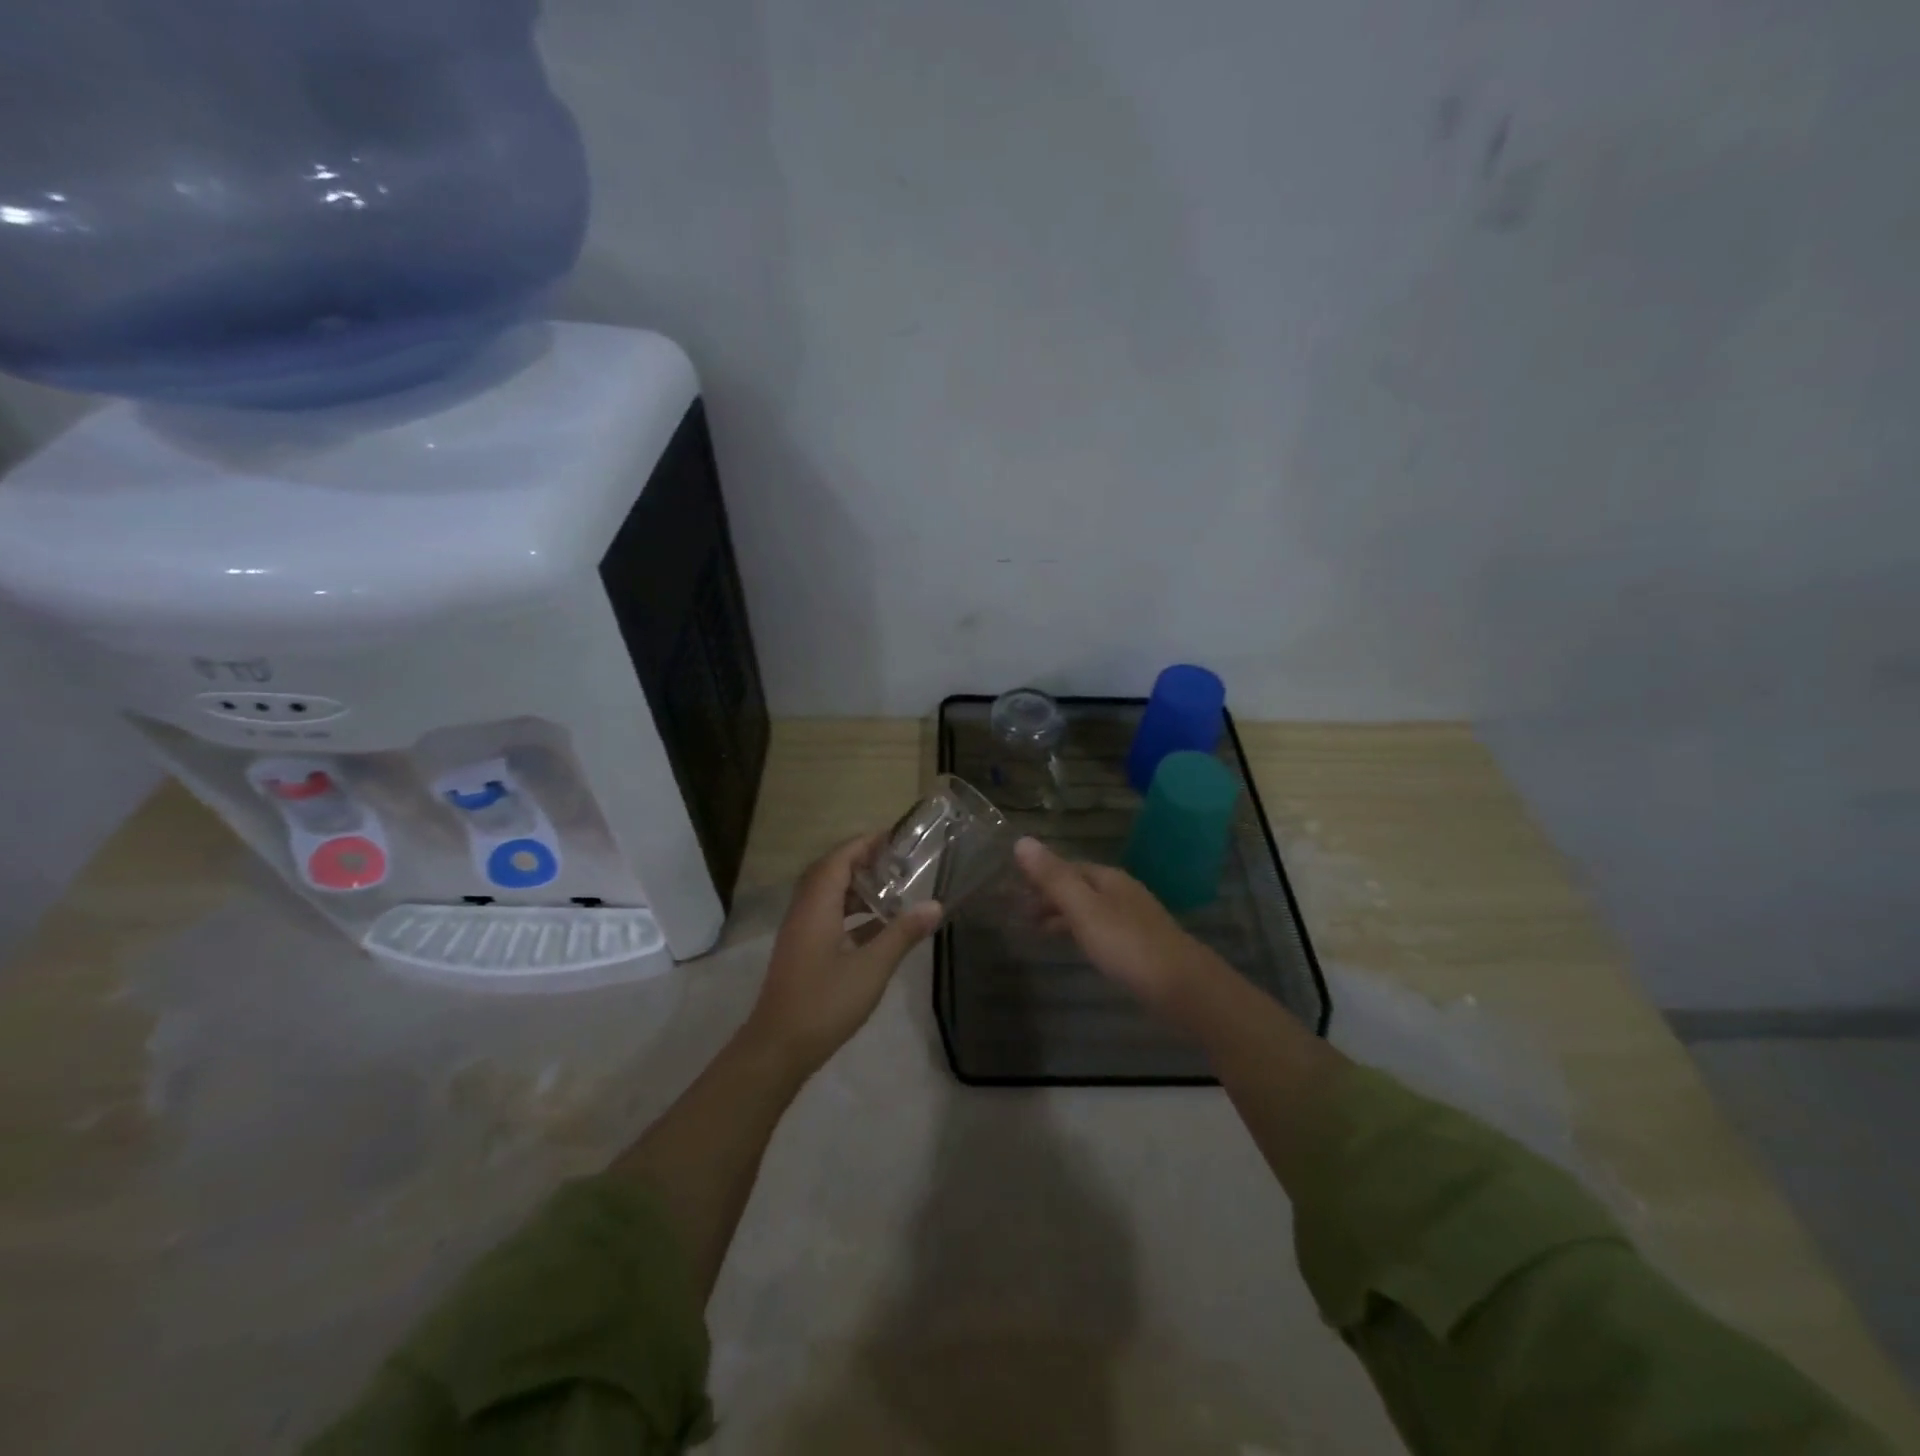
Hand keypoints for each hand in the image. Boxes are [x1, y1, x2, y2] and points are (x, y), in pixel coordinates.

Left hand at [743, 834, 941, 1077]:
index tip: (894, 838)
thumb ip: (902, 934)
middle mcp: (804, 912)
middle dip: (862, 863)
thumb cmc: (825, 1002)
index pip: (839, 859)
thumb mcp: (872, 967)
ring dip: (857, 890)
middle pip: (830, 873)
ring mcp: (800, 933)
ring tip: (892, 892)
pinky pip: (827, 918)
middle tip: (897, 863)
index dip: (864, 844)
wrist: (778, 1048)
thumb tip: (935, 906)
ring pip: (828, 897)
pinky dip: (851, 914)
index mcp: (816, 906)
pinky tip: (877, 929)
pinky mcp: (802, 952)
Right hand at [1014, 836, 1224, 1025]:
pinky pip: (1102, 929)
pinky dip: (1081, 932)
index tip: (1013, 887)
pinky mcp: (1141, 946)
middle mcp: (1122, 892)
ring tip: (1038, 931)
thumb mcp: (1083, 909)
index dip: (1041, 874)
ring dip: (1063, 915)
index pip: (1068, 866)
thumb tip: (1021, 840)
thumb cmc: (1126, 944)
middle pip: (1079, 887)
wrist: (1182, 987)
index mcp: (1108, 879)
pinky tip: (1079, 947)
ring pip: (1090, 909)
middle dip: (1050, 896)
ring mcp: (1134, 919)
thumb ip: (1053, 878)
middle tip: (1019, 913)